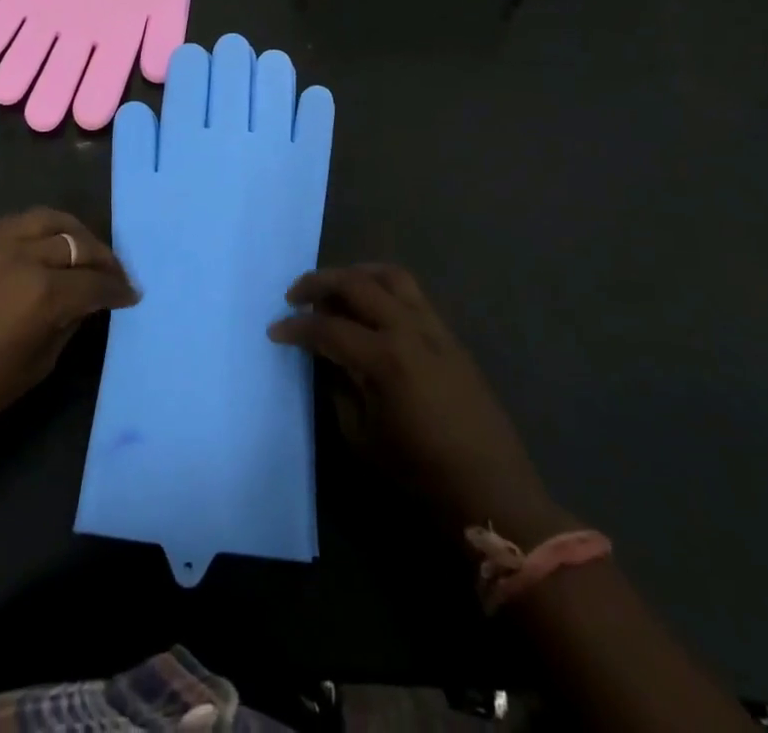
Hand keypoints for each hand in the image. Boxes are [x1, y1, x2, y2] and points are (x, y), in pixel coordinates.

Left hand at [0, 209, 138, 462]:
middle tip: (113, 274)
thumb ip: (67, 326)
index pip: (95, 283)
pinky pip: (18, 221)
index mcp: (43, 294)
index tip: (131, 296)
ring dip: (75, 232)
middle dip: (103, 258)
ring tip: (84, 249)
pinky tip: (46, 245)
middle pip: (77, 243)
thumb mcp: (35, 368)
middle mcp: (24, 255)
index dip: (118, 290)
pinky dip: (42, 228)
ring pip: (49, 219)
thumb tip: (85, 304)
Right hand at [269, 265, 574, 546]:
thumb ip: (340, 388)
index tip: (275, 331)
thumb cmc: (422, 476)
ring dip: (355, 274)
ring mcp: (435, 328)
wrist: (493, 493)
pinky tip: (370, 309)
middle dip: (319, 283)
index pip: (329, 328)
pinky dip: (383, 289)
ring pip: (390, 276)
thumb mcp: (364, 438)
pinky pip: (412, 294)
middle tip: (295, 296)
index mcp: (386, 358)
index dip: (296, 328)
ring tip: (335, 289)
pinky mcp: (450, 336)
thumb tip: (327, 358)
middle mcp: (410, 330)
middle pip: (357, 284)